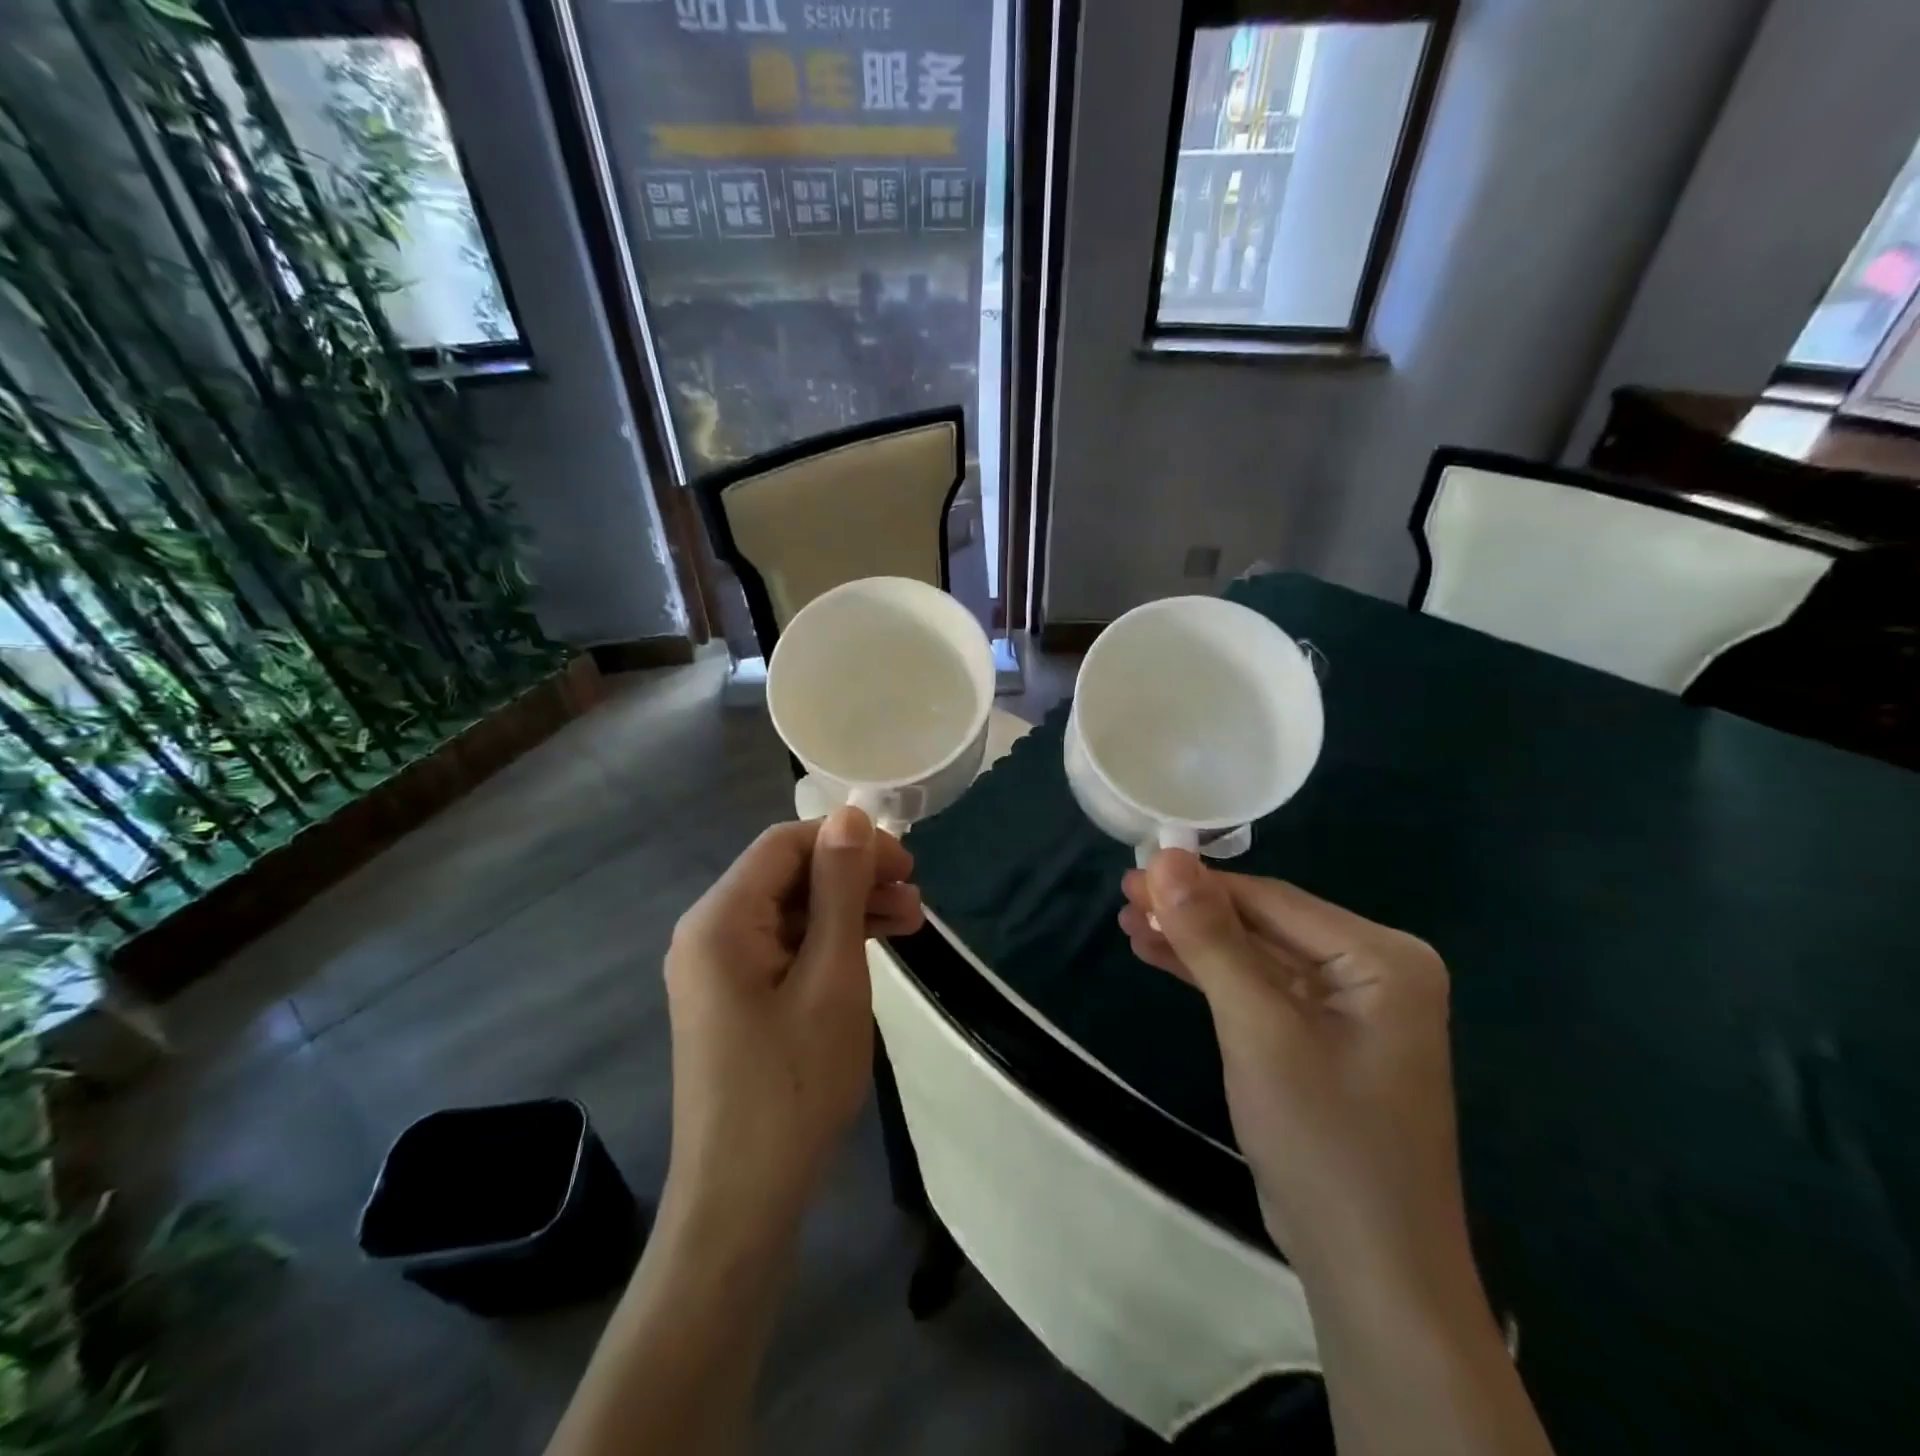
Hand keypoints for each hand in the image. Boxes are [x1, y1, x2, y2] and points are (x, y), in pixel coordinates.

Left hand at [663, 808, 922, 1235]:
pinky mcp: (736, 997)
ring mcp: (720, 968)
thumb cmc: (793, 1085)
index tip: (906, 863)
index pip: (785, 844)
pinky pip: (787, 946)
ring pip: (794, 910)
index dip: (848, 841)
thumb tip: (851, 815)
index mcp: (720, 919)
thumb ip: (839, 889)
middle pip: (789, 875)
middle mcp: (710, 932)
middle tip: (917, 896)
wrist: (744, 1201)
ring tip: (913, 922)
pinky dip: (832, 942)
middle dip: (855, 876)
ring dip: (851, 908)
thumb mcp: (831, 977)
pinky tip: (877, 948)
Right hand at [1121, 853, 1463, 1282]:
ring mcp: (1349, 1007)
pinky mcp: (1322, 1038)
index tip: (1132, 874)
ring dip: (1193, 942)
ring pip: (1255, 956)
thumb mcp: (1257, 1028)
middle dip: (1191, 914)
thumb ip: (1211, 938)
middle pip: (1263, 924)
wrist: (1370, 1273)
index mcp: (1382, 957)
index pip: (1272, 900)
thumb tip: (1167, 858)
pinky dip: (1210, 976)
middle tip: (1122, 899)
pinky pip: (1259, 990)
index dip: (1198, 884)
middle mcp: (1374, 971)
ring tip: (1128, 924)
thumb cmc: (1322, 1139)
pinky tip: (1160, 956)